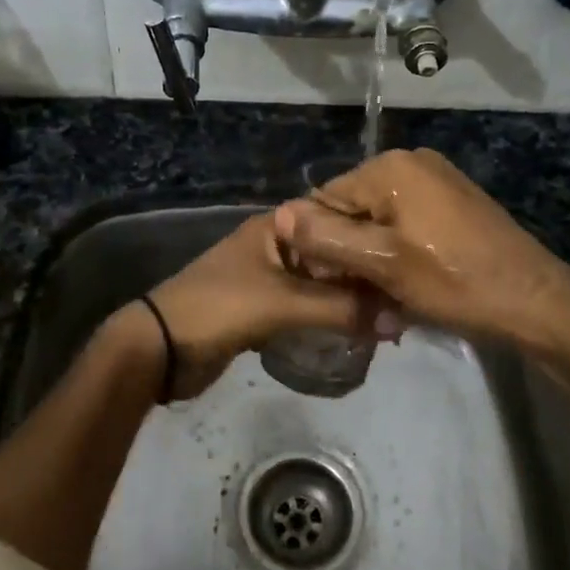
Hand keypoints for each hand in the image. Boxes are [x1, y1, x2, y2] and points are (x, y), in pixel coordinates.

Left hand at [141, 213, 394, 399]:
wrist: (160, 349)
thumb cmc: (219, 309)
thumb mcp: (283, 304)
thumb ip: (340, 309)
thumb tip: (399, 320)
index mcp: (277, 229)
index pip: (336, 220)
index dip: (370, 236)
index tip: (409, 255)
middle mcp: (275, 247)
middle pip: (332, 254)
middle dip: (365, 274)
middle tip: (407, 293)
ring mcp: (268, 280)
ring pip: (321, 284)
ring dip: (349, 299)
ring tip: (391, 315)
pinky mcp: (264, 311)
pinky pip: (307, 309)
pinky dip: (329, 318)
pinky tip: (357, 331)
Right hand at [271, 148, 569, 346]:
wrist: (533, 300)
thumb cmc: (454, 281)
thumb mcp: (383, 264)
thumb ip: (326, 238)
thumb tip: (277, 214)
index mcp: (391, 168)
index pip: (326, 199)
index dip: (321, 244)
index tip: (334, 284)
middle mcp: (412, 162)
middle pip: (353, 208)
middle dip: (350, 251)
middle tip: (364, 294)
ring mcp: (437, 180)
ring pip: (379, 219)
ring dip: (374, 256)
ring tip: (388, 294)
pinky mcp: (454, 201)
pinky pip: (406, 223)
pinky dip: (399, 251)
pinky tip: (411, 282)